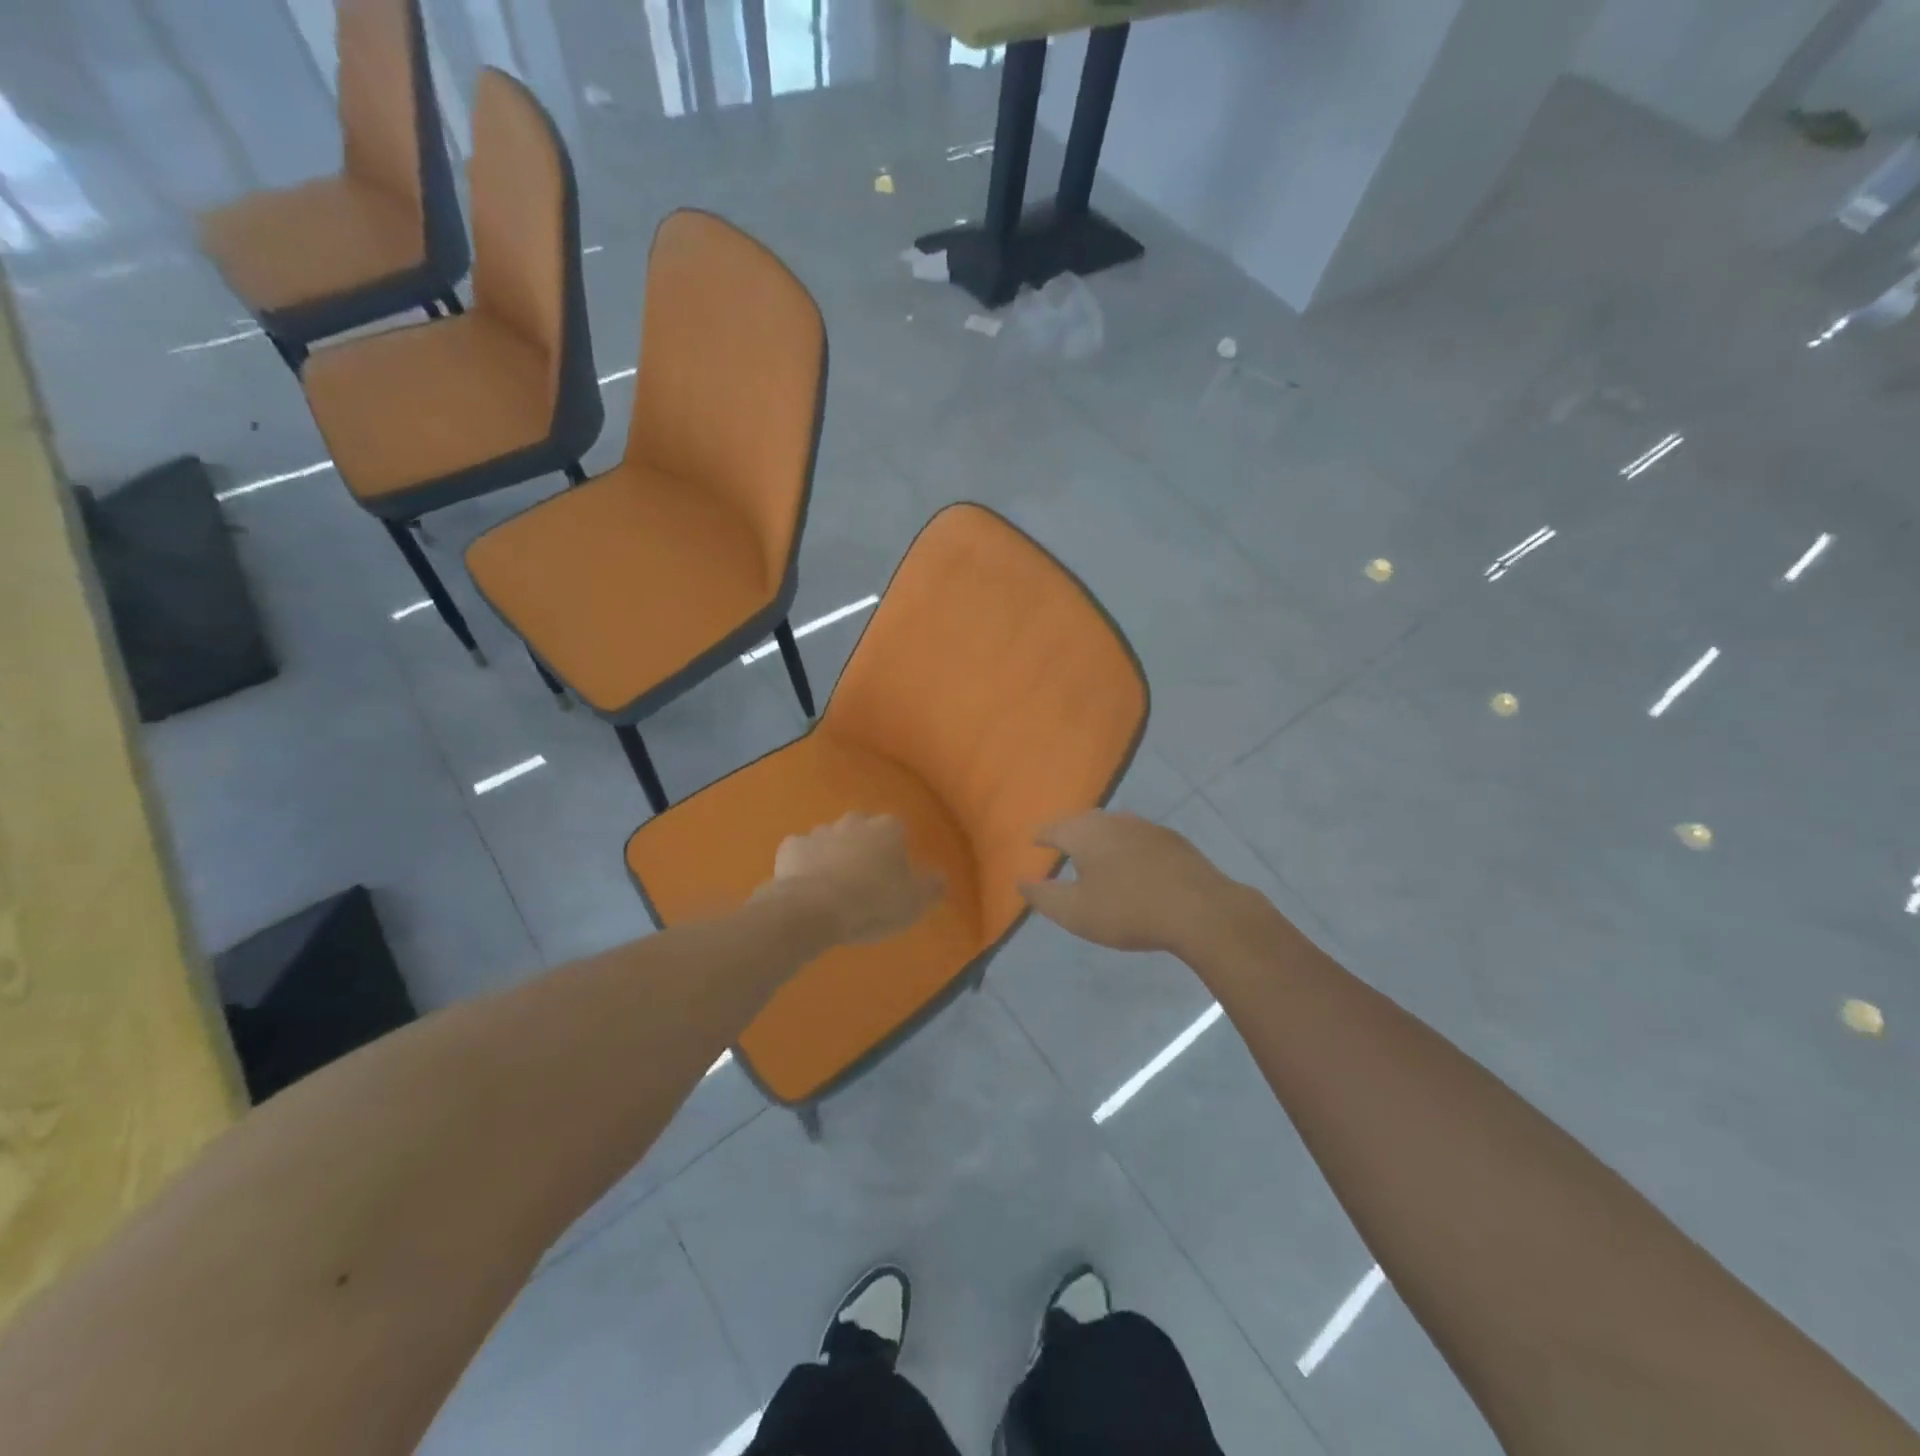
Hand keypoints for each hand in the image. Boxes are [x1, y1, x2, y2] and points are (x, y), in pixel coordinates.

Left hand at [765, 813, 943, 945]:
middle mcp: (854, 822)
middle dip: (863, 847)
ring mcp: (820, 831)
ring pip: (831, 839)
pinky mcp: (791, 847)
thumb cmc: (873, 903)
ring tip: (834, 887)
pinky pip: (802, 852)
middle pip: (862, 829)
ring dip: (833, 855)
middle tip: (864, 879)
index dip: (895, 852)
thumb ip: (931, 887)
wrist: (814, 909)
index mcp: (888, 829)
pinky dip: (804, 864)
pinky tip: (806, 886)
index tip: (893, 875)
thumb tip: (939, 877)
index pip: (897, 830)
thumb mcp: (915, 902)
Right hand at [1020, 811, 1237, 954]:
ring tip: (1095, 855)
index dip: (1041, 836)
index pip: (1053, 828)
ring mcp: (1146, 827)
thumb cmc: (1127, 910)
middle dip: (1070, 832)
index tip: (1033, 843)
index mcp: (1084, 833)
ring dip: (1100, 838)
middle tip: (1061, 846)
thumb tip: (1020, 879)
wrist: (1199, 910)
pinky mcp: (1172, 840)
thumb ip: (1043, 895)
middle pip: (1083, 821)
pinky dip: (1127, 847)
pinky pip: (1138, 837)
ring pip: (1113, 827)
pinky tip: (1133, 864)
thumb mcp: (1074, 912)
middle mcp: (1113, 820)